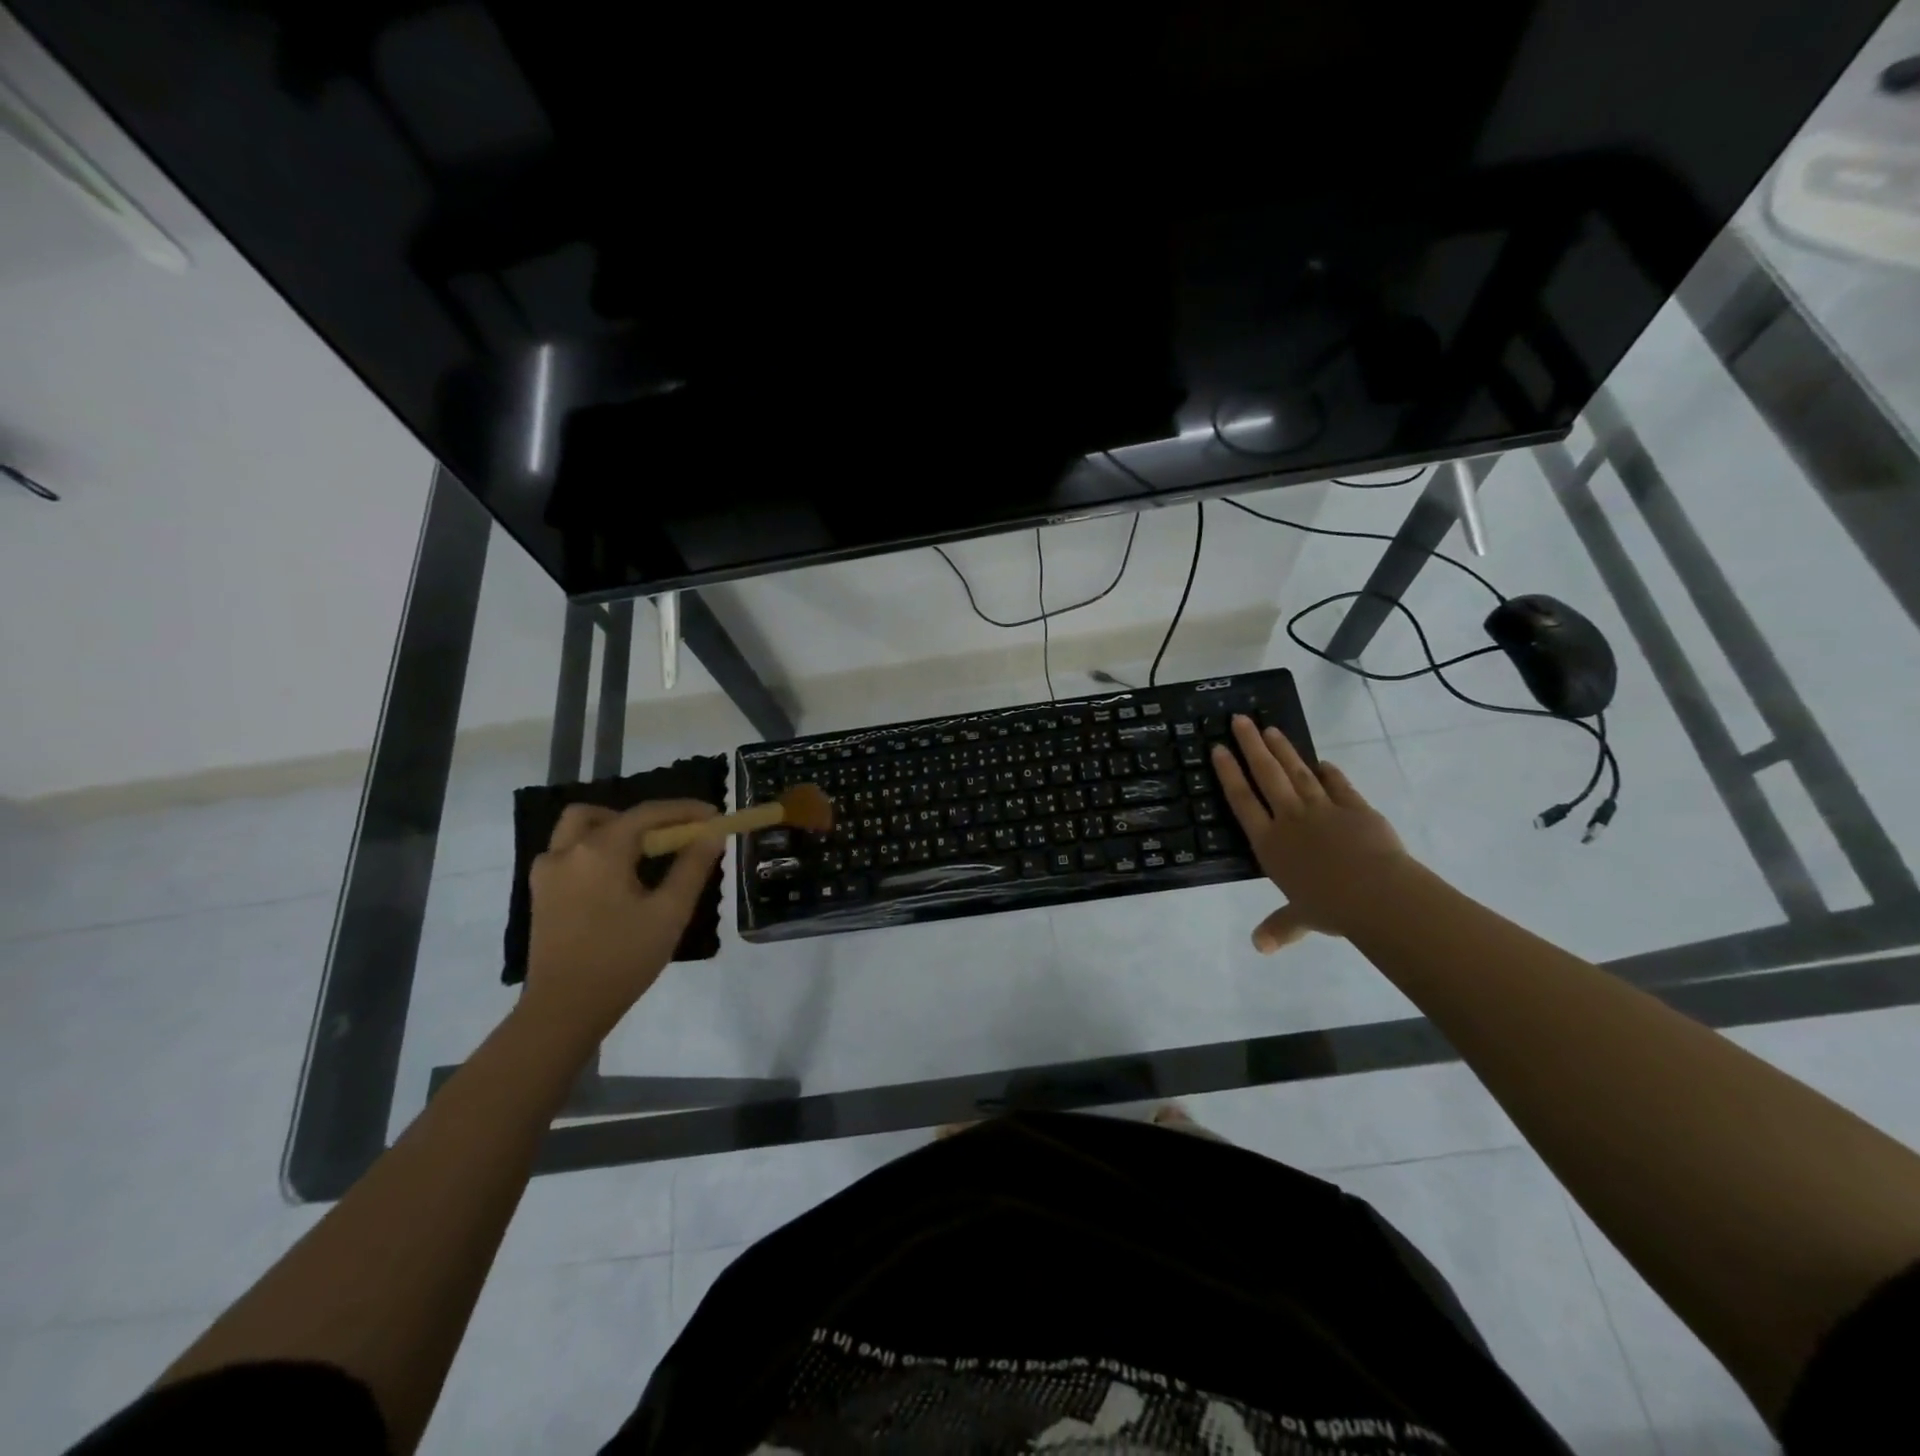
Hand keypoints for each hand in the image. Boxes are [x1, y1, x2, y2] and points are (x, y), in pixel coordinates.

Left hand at [521, 799, 722, 1040]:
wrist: (564, 1009)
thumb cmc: (623, 958)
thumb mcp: (669, 912)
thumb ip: (692, 866)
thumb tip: (711, 833)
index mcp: (600, 851)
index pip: (647, 814)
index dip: (683, 810)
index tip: (713, 815)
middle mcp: (568, 851)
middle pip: (605, 814)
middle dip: (642, 818)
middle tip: (670, 838)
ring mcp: (547, 872)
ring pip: (578, 829)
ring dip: (612, 829)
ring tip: (641, 855)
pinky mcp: (541, 893)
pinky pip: (567, 853)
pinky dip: (594, 850)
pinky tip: (615, 879)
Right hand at [1212, 715, 1412, 951]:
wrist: (1377, 894)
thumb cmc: (1330, 907)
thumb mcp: (1301, 918)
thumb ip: (1280, 927)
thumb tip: (1259, 948)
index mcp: (1270, 843)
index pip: (1242, 800)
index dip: (1229, 773)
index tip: (1218, 749)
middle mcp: (1290, 819)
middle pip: (1266, 775)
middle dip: (1251, 746)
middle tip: (1239, 720)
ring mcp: (1323, 809)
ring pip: (1297, 772)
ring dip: (1283, 750)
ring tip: (1269, 728)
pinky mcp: (1354, 807)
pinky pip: (1338, 785)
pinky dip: (1329, 772)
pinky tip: (1321, 762)